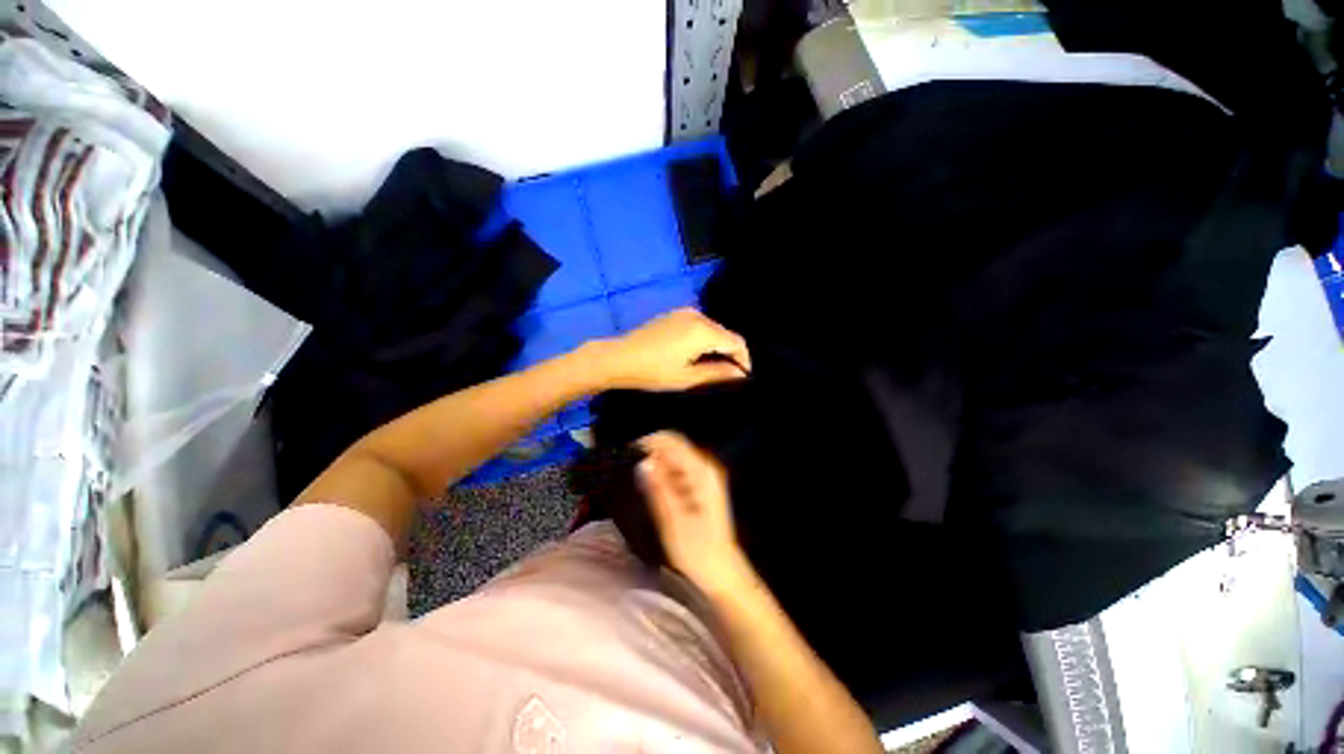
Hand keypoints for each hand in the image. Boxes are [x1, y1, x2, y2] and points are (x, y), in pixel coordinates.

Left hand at [602, 308, 750, 391]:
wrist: (618, 358)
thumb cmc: (653, 371)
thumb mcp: (687, 378)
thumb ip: (717, 374)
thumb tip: (740, 374)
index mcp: (703, 331)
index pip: (736, 342)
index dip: (744, 360)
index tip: (742, 377)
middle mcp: (698, 316)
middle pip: (725, 333)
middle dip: (731, 353)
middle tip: (729, 375)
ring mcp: (684, 312)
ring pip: (712, 329)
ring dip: (717, 346)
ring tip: (713, 367)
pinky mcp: (674, 314)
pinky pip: (699, 325)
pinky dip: (704, 339)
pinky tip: (696, 354)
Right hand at [637, 431, 750, 594]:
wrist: (720, 572)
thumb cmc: (696, 549)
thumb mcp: (672, 519)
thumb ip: (658, 487)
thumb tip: (642, 462)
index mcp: (701, 471)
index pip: (672, 441)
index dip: (648, 442)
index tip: (628, 454)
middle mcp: (705, 468)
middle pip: (674, 447)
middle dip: (651, 454)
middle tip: (631, 472)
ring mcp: (705, 477)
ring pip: (675, 458)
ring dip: (656, 465)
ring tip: (639, 483)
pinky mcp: (702, 487)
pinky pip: (679, 471)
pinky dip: (664, 475)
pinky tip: (654, 491)